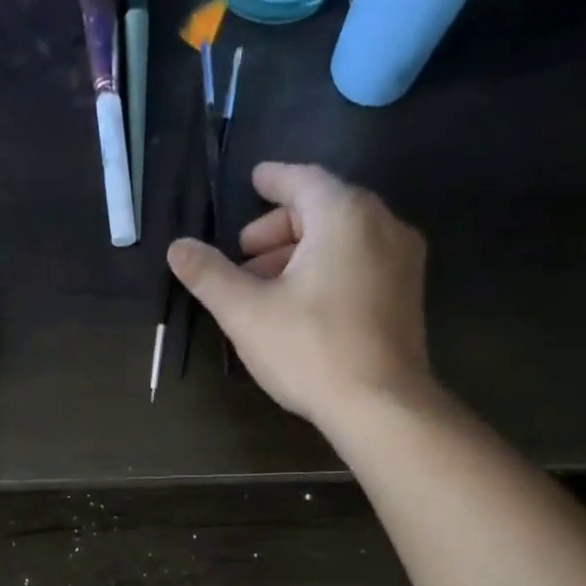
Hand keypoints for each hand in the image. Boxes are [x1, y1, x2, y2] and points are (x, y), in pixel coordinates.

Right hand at [166, 163, 431, 428]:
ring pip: (344, 239)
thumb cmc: (309, 350)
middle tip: (244, 255)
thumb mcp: (245, 313)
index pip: (304, 181)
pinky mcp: (407, 295)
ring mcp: (402, 260)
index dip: (273, 180)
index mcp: (344, 216)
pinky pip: (361, 262)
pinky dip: (328, 268)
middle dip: (279, 228)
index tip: (253, 180)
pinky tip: (301, 305)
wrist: (380, 405)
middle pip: (324, 209)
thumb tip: (177, 247)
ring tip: (265, 287)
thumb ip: (209, 275)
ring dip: (300, 253)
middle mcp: (383, 225)